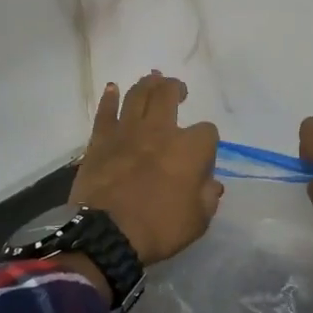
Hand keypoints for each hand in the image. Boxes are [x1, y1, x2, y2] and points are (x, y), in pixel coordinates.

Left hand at [70, 72, 221, 266]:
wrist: (107, 233)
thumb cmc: (159, 228)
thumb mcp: (198, 220)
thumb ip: (208, 197)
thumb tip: (212, 183)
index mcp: (190, 149)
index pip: (207, 132)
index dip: (207, 142)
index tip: (203, 157)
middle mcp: (160, 131)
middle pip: (168, 96)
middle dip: (176, 89)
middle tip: (178, 89)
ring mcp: (127, 132)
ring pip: (138, 96)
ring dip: (147, 84)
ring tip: (153, 79)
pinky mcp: (100, 140)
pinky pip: (105, 112)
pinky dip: (110, 99)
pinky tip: (112, 89)